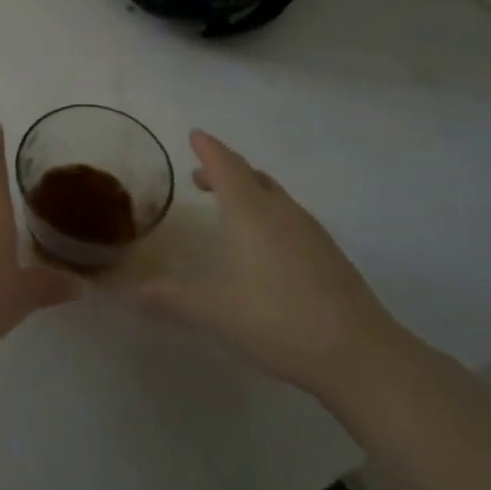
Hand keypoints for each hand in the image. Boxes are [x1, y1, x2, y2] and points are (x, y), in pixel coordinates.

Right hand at [134, 131, 401, 396]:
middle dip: (225, 169)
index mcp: (250, 212)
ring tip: (229, 207)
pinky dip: (268, 213)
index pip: (225, 165)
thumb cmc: (277, 319)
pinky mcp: (329, 254)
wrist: (360, 354)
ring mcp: (310, 232)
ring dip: (248, 191)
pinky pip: (289, 217)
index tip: (195, 134)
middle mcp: (281, 212)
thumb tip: (130, 291)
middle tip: (201, 176)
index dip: (208, 149)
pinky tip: (264, 244)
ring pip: (274, 195)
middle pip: (251, 175)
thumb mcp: (213, 310)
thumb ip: (170, 297)